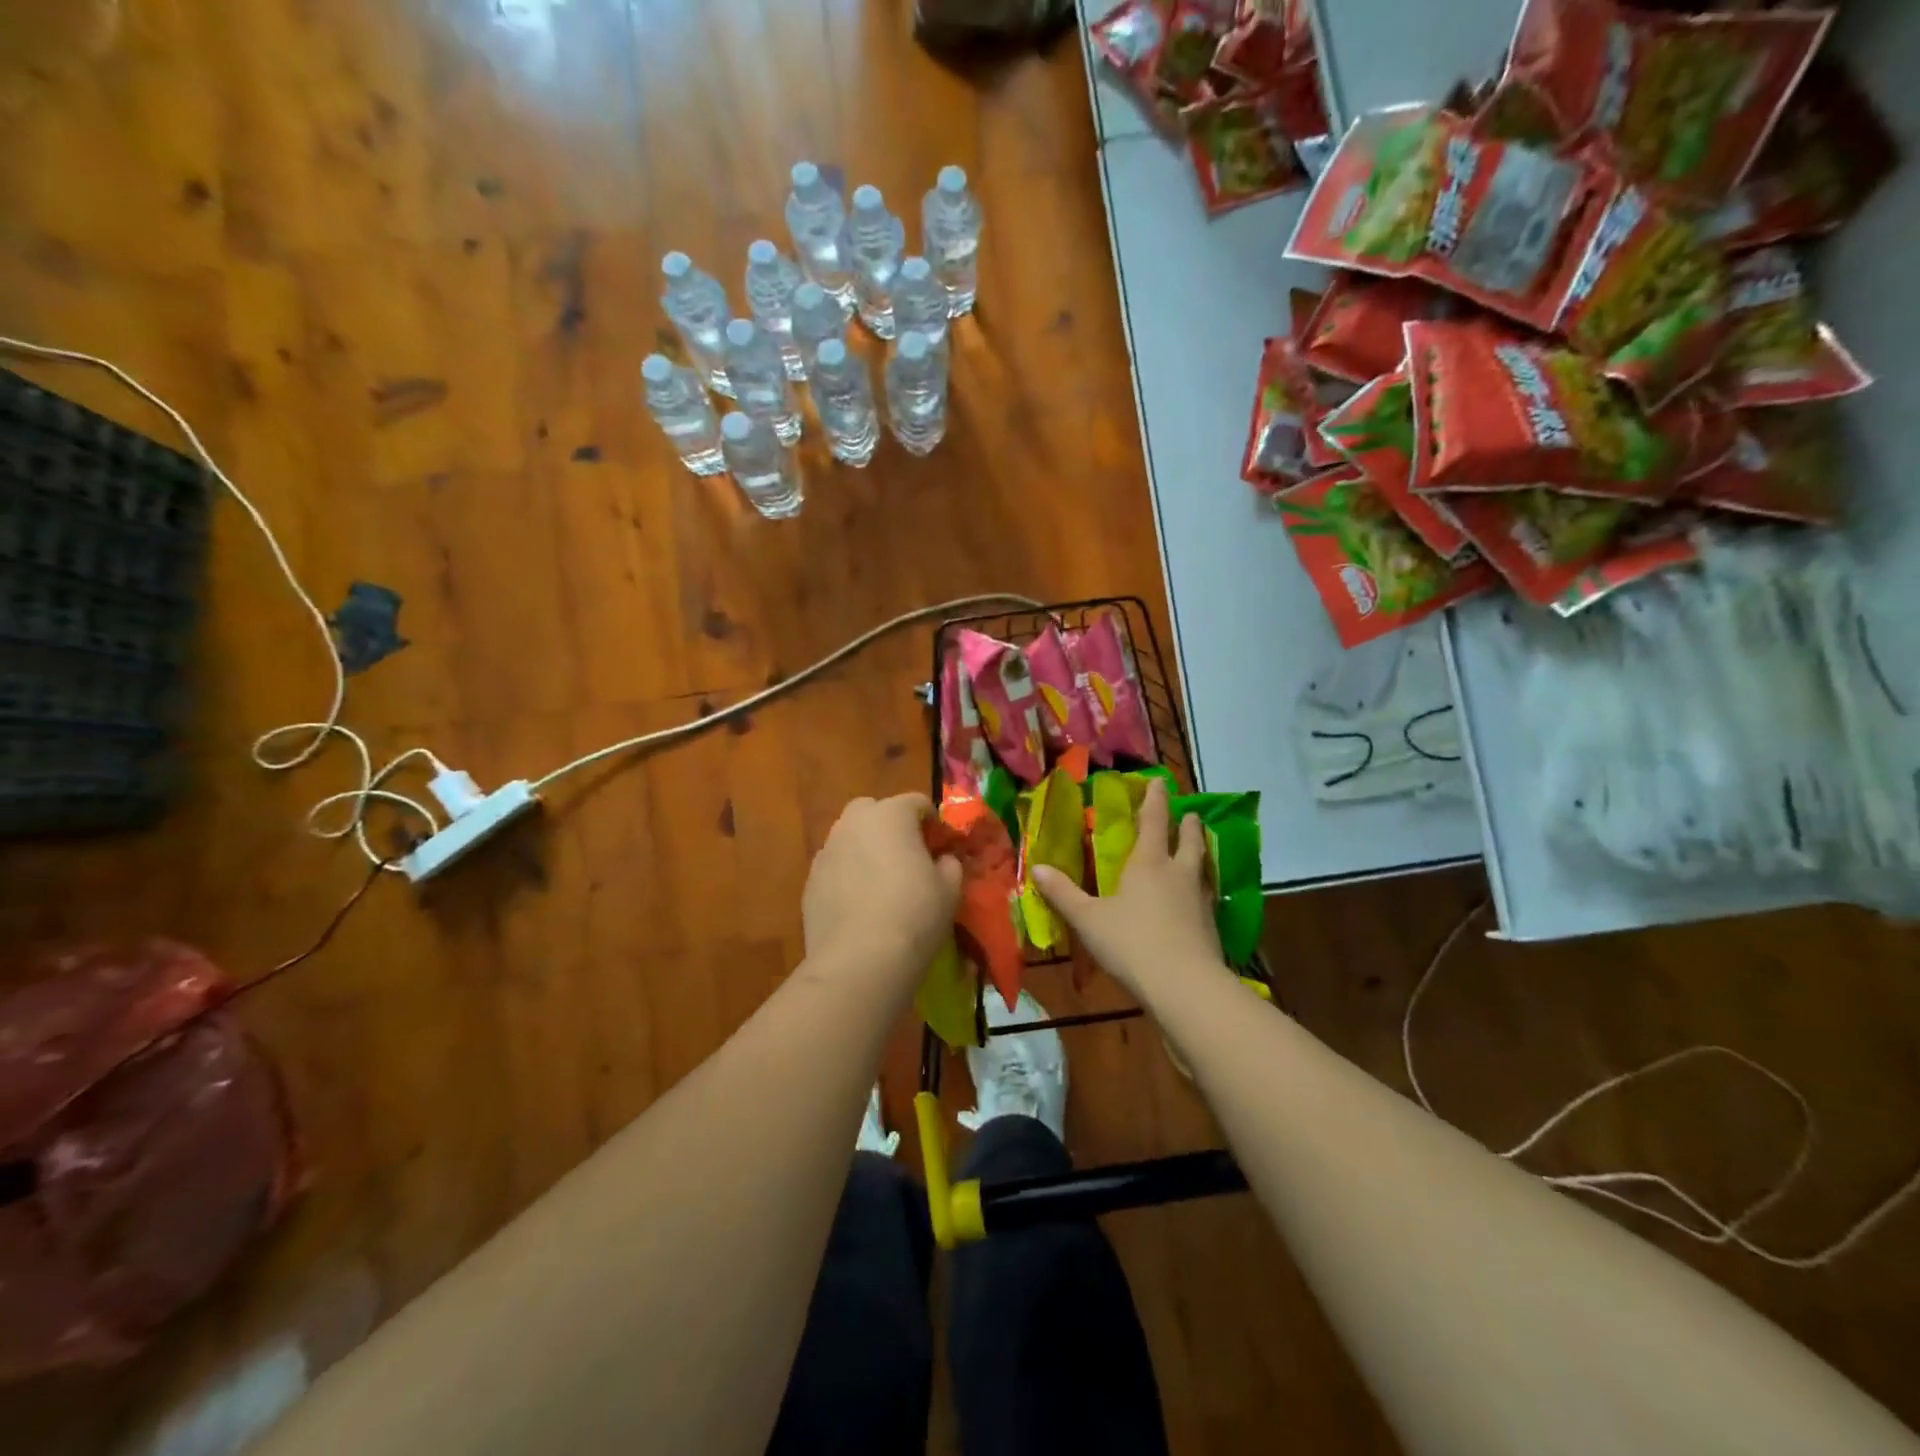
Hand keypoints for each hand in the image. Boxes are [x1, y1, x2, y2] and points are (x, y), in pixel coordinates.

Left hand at [803, 794, 961, 977]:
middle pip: (873, 810)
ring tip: (880, 882)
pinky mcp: (810, 882)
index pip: (915, 802)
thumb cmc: (914, 915)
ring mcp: (826, 851)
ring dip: (865, 848)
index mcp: (890, 815)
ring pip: (849, 837)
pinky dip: (847, 875)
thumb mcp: (950, 889)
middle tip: (907, 855)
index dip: (932, 821)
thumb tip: (942, 860)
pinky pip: (835, 867)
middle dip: (889, 824)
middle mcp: (853, 824)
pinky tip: (859, 905)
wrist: (860, 960)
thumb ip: (949, 864)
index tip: (941, 845)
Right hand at [1032, 779, 1221, 998]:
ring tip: (1197, 849)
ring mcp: (1200, 899)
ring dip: (1200, 852)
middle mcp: (1179, 873)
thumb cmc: (1131, 943)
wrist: (1184, 986)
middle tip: (1189, 815)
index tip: (1158, 782)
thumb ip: (1063, 893)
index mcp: (1149, 863)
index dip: (1155, 799)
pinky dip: (1202, 888)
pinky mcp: (1212, 926)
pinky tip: (1197, 899)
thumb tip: (1036, 867)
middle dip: (1187, 825)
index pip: (1154, 820)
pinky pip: (1207, 895)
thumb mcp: (1088, 919)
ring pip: (1203, 866)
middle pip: (1189, 839)